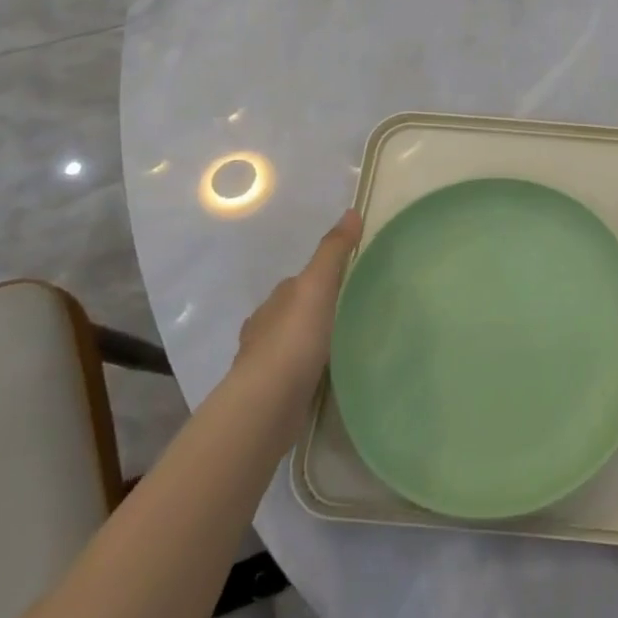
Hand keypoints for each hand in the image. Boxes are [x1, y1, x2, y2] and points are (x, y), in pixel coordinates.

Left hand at [232, 209, 361, 433]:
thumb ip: (333, 251)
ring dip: (312, 344)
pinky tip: (326, 376)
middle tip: (353, 315)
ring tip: (345, 346)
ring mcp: (264, 364)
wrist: (265, 406)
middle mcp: (264, 328)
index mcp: (275, 301)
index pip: (299, 282)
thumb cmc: (292, 340)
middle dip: (317, 313)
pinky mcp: (271, 395)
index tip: (350, 284)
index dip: (322, 280)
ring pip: (294, 345)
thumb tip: (350, 211)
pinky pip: (295, 374)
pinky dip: (309, 371)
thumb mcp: (318, 286)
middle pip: (296, 313)